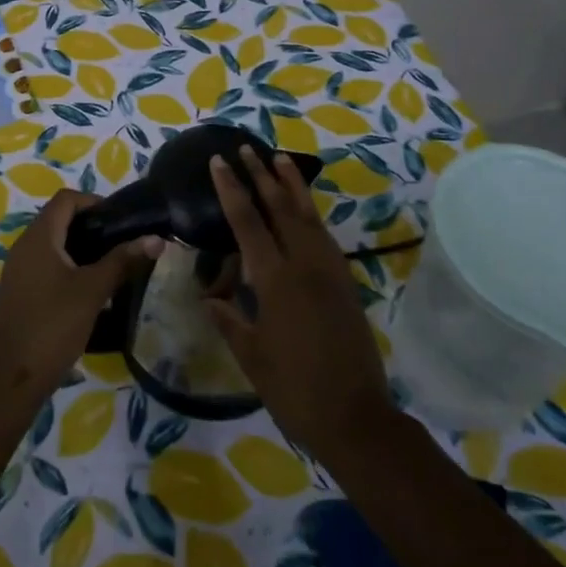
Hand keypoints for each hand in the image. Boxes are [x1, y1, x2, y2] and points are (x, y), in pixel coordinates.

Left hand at [0, 189, 161, 400]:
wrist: (13, 378)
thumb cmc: (54, 325)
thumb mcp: (93, 290)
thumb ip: (123, 261)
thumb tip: (156, 239)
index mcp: (39, 237)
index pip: (66, 199)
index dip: (93, 201)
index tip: (119, 220)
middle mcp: (24, 246)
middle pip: (58, 219)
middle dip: (90, 226)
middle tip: (119, 243)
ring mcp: (17, 270)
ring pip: (52, 244)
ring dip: (79, 248)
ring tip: (109, 266)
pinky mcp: (18, 291)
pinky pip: (44, 265)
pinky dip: (66, 267)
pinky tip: (86, 290)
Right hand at [207, 150, 397, 455]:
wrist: (356, 418)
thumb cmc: (295, 389)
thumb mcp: (251, 357)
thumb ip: (229, 320)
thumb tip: (209, 298)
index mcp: (276, 280)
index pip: (248, 221)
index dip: (231, 189)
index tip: (219, 162)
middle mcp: (304, 265)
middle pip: (281, 207)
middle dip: (261, 175)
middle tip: (246, 148)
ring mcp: (329, 271)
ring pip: (308, 215)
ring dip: (292, 185)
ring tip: (279, 158)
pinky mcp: (345, 282)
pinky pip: (324, 235)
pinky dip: (310, 212)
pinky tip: (304, 207)